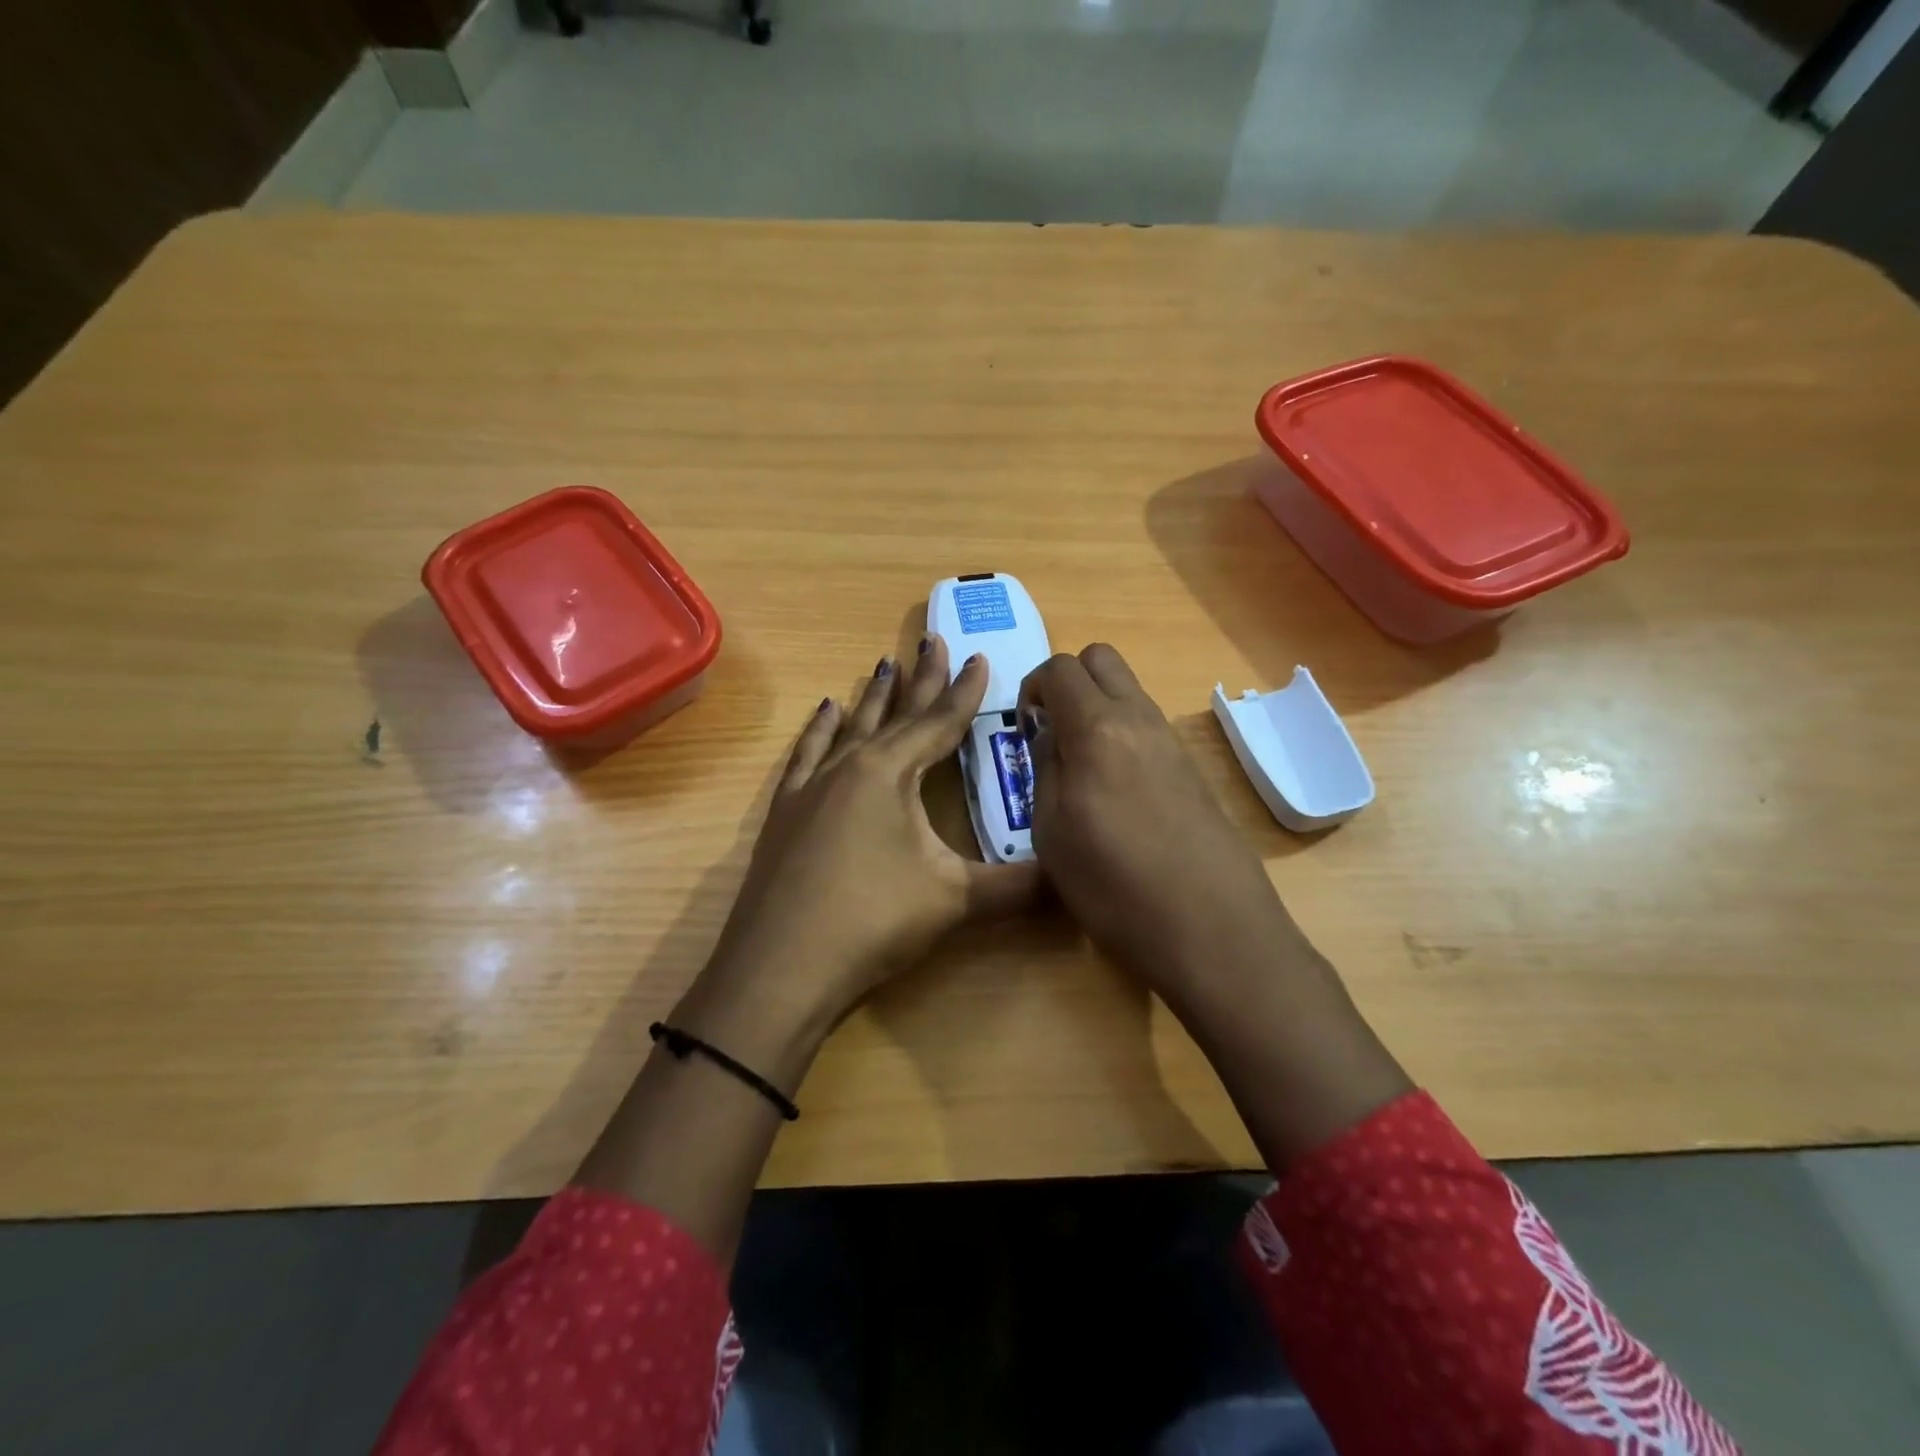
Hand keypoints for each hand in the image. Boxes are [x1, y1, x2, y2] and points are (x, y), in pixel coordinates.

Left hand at [689, 636, 1041, 1049]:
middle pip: (894, 713)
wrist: (780, 967)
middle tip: (933, 640)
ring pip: (849, 727)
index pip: (938, 723)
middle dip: (920, 679)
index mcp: (890, 773)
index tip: (980, 657)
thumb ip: (1016, 886)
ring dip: (872, 697)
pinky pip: (807, 755)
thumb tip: (1071, 881)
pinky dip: (819, 730)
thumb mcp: (954, 901)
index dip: (965, 692)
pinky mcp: (786, 812)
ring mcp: (811, 787)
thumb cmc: (872, 920)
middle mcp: (849, 766)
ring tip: (884, 664)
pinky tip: (824, 712)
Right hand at [1018, 644, 1304, 1003]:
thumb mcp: (1052, 832)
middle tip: (1052, 731)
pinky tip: (1116, 792)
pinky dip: (1122, 735)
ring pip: (1129, 691)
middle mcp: (1140, 720)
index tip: (1025, 728)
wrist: (1212, 930)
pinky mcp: (1193, 769)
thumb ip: (1046, 768)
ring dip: (1097, 708)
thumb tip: (1049, 733)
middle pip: (1102, 659)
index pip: (1060, 667)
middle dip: (1068, 680)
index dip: (1032, 686)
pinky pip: (1148, 726)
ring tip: (1081, 768)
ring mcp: (1173, 742)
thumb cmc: (1114, 886)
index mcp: (1099, 728)